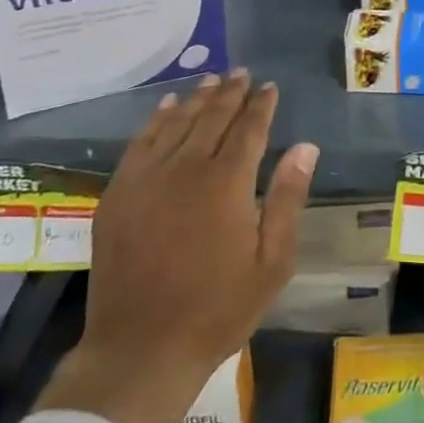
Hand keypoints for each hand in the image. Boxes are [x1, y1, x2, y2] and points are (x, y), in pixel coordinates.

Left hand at [36, 71, 318, 422]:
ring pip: (177, 123)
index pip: (249, 128)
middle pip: (212, 117)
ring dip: (197, 98)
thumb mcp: (271, 263)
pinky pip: (141, 142)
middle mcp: (186, 168)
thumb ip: (287, 198)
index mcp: (227, 183)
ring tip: (212, 80)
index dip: (261, 105)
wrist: (141, 349)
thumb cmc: (217, 309)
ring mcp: (147, 178)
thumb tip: (305, 146)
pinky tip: (167, 107)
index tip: (270, 87)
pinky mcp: (118, 193)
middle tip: (242, 73)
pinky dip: (157, 120)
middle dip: (231, 93)